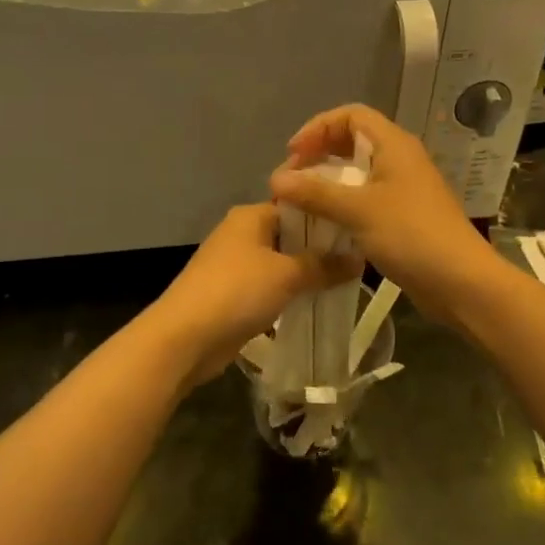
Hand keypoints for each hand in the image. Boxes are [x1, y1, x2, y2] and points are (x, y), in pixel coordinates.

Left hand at [147, 203, 359, 389]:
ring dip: (306, 273)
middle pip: (290, 235)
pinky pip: (270, 286)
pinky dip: (289, 292)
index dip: (327, 216)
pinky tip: (316, 302)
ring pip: (281, 262)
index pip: (297, 205)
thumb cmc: (236, 292)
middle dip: (320, 248)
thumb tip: (360, 258)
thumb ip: (324, 265)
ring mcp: (235, 264)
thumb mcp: (287, 275)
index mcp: (250, 215)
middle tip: (358, 258)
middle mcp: (242, 233)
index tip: (359, 229)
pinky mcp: (233, 293)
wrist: (184, 338)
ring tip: (345, 281)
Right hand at [270, 104, 495, 320]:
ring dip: (328, 182)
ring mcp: (403, 188)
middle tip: (293, 180)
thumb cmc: (411, 234)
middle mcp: (400, 159)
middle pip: (353, 141)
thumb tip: (275, 179)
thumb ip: (315, 192)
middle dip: (319, 155)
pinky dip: (343, 204)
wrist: (460, 281)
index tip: (294, 154)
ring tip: (302, 202)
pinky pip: (366, 198)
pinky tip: (325, 224)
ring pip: (358, 172)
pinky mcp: (404, 215)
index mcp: (394, 145)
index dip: (318, 127)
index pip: (351, 115)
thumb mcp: (358, 210)